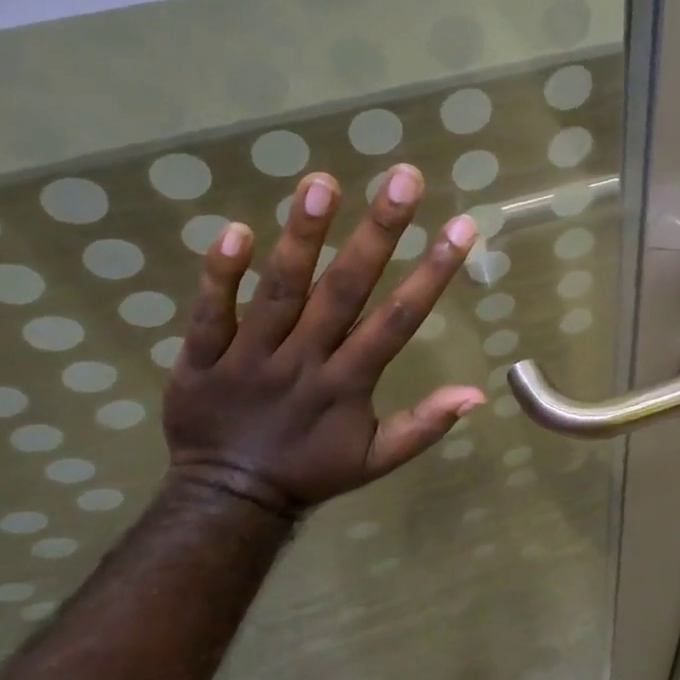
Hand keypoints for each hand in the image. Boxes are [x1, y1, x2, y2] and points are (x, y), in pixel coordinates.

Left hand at [161, 165, 483, 520]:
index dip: (432, 274)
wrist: (227, 500)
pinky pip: (210, 313)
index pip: (397, 322)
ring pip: (279, 292)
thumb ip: (424, 425)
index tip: (462, 227)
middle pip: (343, 292)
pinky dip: (220, 275)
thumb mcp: (376, 460)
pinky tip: (236, 229)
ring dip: (302, 237)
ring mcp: (249, 357)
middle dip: (377, 233)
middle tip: (403, 179)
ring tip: (322, 182)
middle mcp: (303, 362)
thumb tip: (478, 394)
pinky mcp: (201, 358)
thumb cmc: (312, 471)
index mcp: (347, 385)